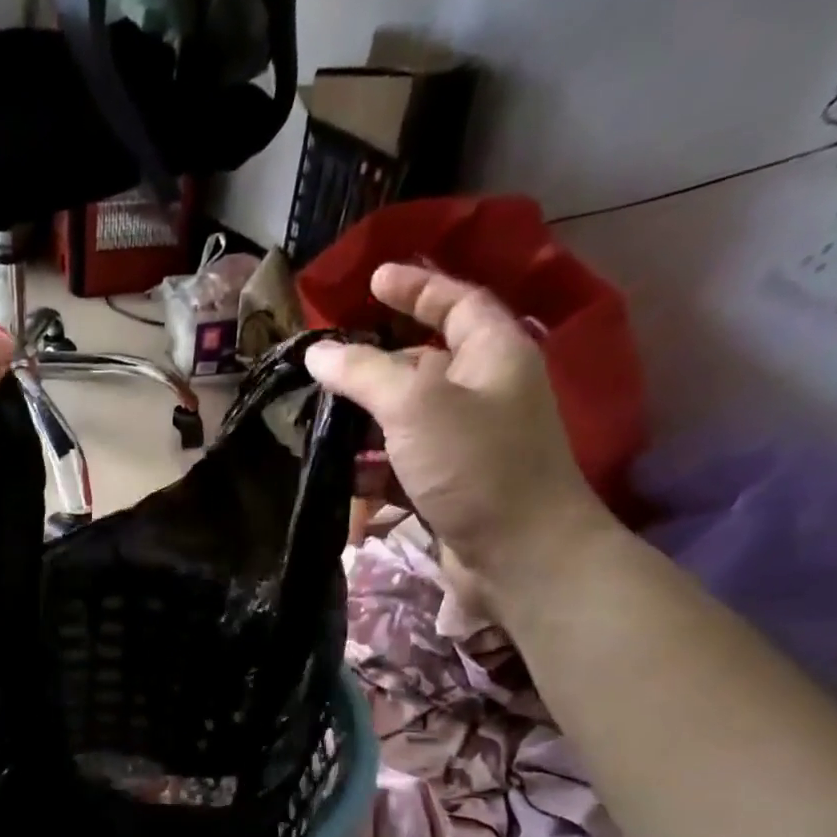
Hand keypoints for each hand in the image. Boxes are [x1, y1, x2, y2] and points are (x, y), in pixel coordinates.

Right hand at [305, 264, 611, 589]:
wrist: (520, 554)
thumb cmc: (476, 466)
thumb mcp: (415, 406)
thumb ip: (364, 373)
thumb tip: (317, 352)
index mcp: (494, 354)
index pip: (456, 302)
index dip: (416, 287)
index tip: (372, 282)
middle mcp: (485, 392)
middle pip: (424, 363)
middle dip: (374, 366)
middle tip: (326, 367)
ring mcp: (468, 444)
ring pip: (406, 420)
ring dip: (365, 425)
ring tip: (318, 428)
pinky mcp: (450, 487)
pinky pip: (403, 466)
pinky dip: (373, 470)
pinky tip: (343, 481)